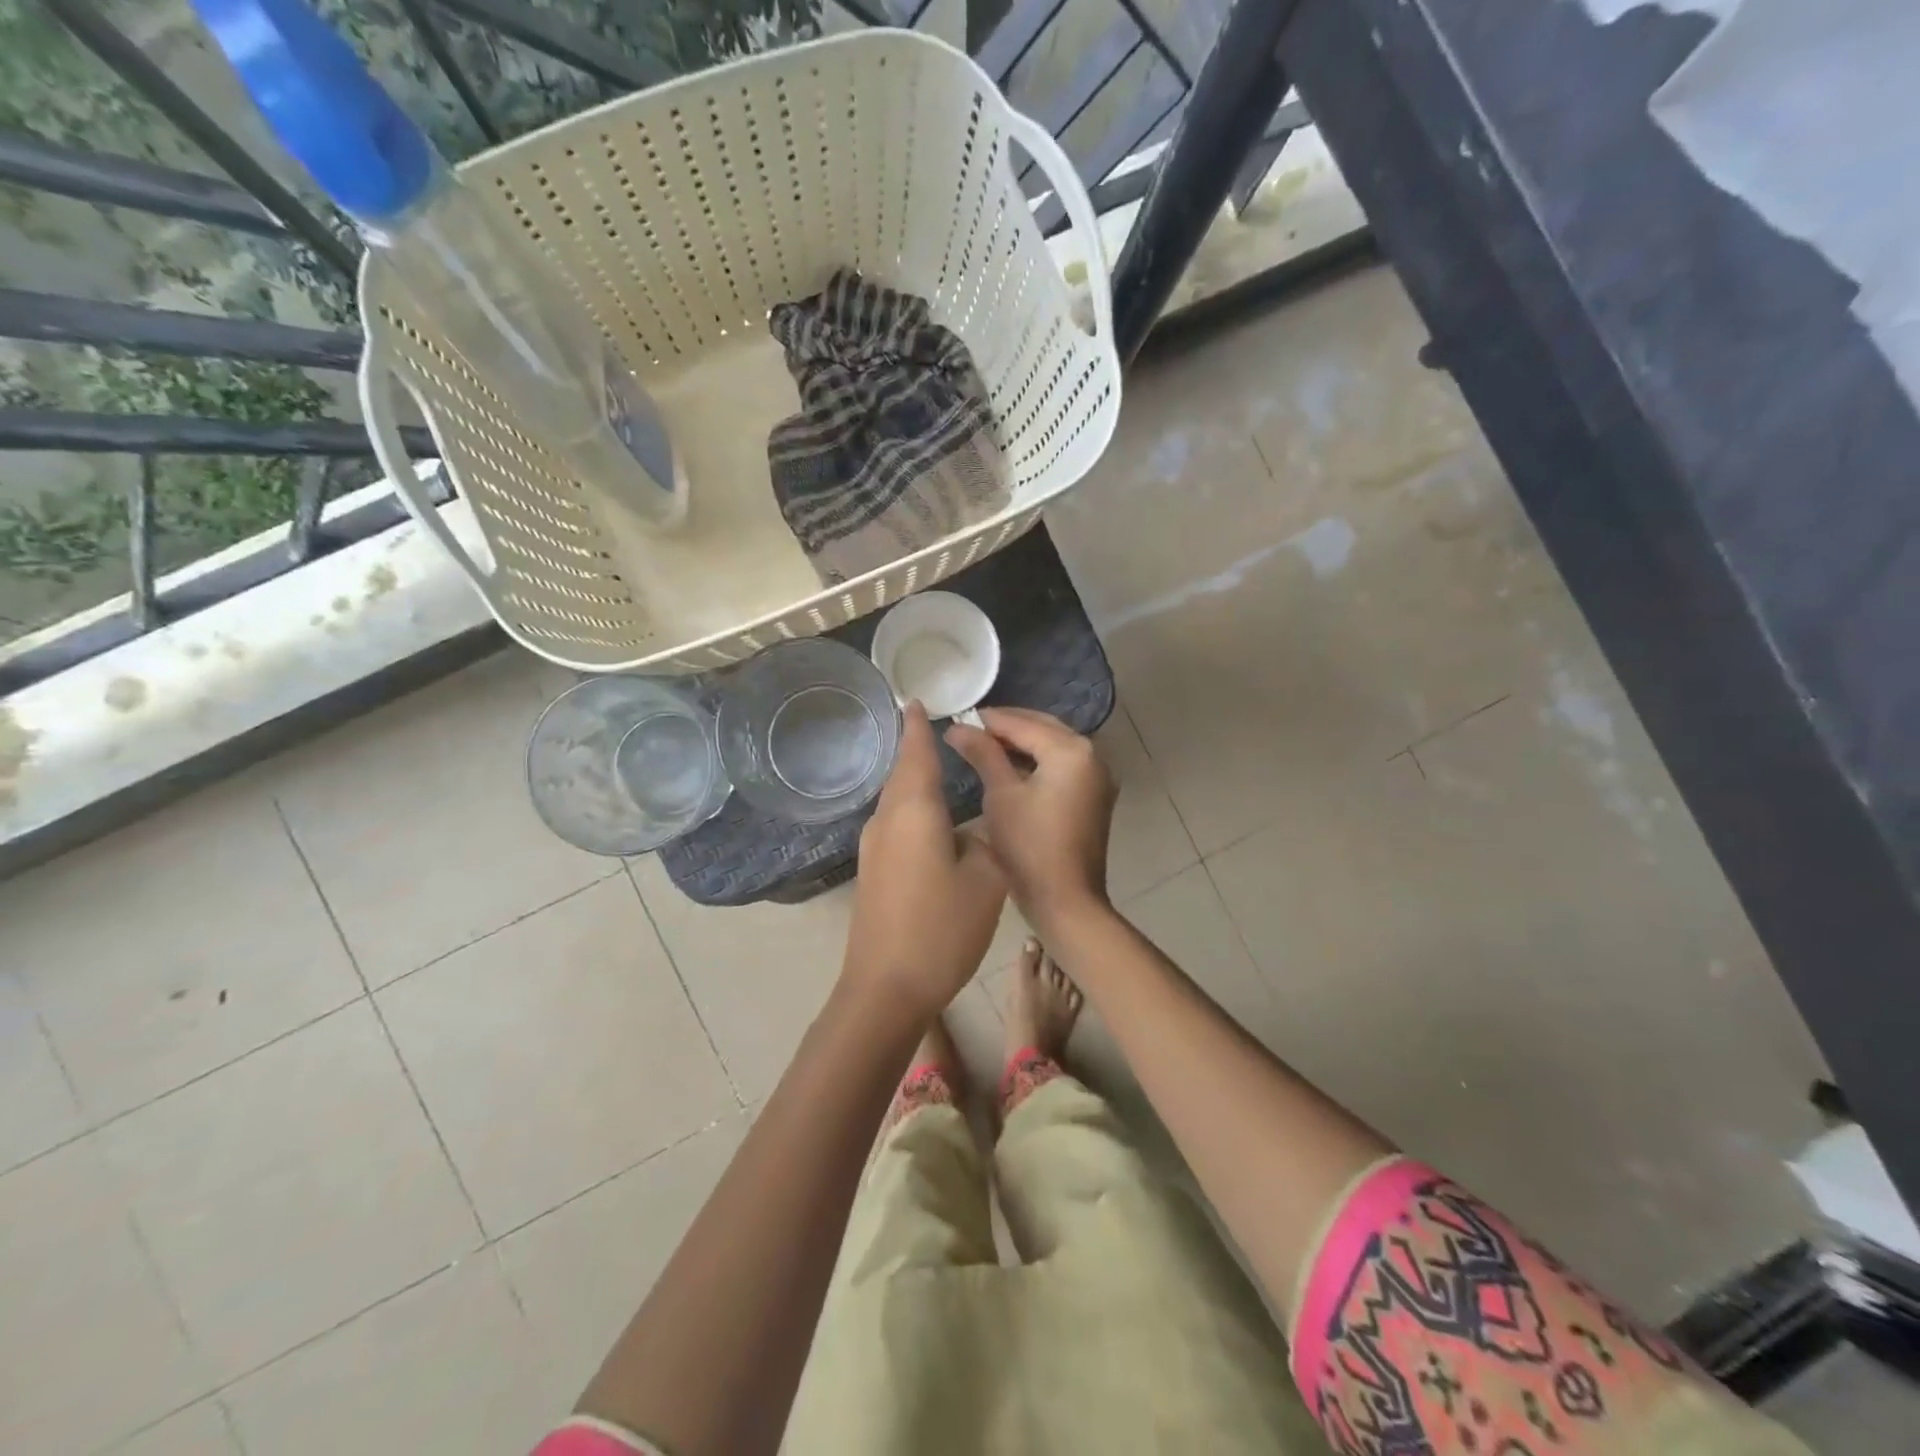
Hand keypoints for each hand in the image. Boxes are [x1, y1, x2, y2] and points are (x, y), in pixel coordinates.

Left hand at [844, 702, 1006, 1019]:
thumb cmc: (941, 928)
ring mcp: (873, 848)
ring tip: (937, 770)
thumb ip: (985, 845)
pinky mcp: (871, 872)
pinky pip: (894, 825)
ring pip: (896, 801)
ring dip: (913, 782)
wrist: (885, 987)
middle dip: (916, 750)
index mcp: (915, 811)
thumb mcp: (986, 881)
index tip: (917, 701)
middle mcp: (886, 820)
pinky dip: (911, 810)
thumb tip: (970, 836)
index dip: (919, 727)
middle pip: (902, 774)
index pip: (916, 754)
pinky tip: (929, 822)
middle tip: (935, 730)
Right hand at [945, 708, 1115, 929]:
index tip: (957, 718)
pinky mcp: (1094, 797)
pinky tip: (1009, 768)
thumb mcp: (1001, 795)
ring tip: (984, 746)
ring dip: (1022, 744)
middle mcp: (1092, 755)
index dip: (988, 721)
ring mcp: (1097, 777)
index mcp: (1071, 751)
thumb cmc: (1029, 846)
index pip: (1023, 724)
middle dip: (1008, 727)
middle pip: (1044, 729)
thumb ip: (982, 754)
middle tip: (969, 730)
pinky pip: (1063, 766)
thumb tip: (958, 727)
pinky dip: (1038, 762)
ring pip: (1054, 747)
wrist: (1065, 900)